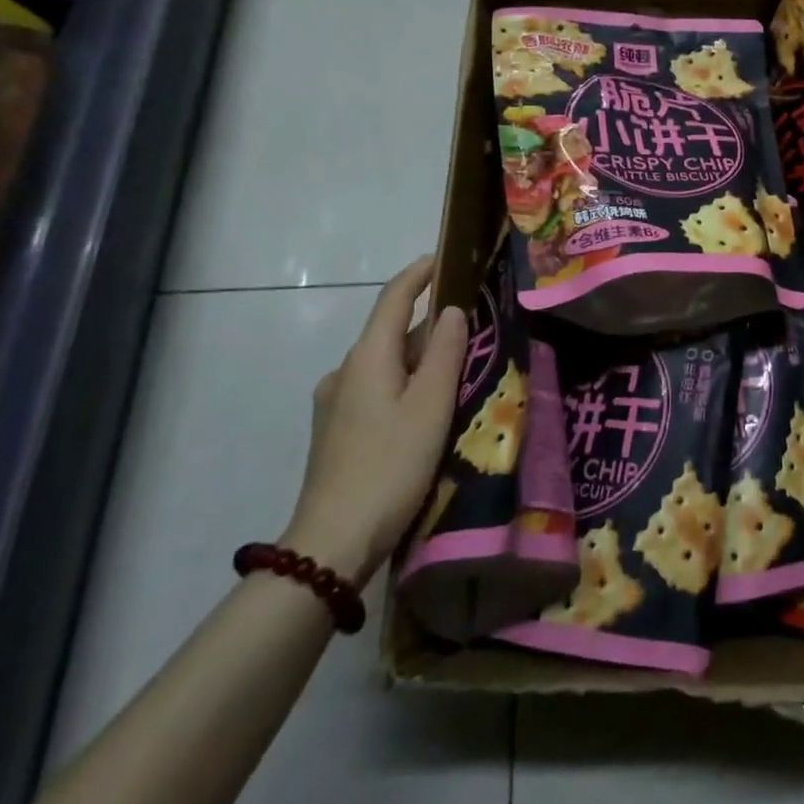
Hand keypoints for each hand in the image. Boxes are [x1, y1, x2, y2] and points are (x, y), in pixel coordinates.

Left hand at [281, 257, 466, 585]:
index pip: (393, 298)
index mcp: (367, 357)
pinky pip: (375, 389)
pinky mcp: (335, 432)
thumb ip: (444, 352)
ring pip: (384, 364)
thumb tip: (450, 311)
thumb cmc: (390, 465)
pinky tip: (425, 409)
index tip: (444, 259)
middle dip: (428, 324)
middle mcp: (345, 371)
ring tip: (456, 371)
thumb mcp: (431, 405)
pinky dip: (404, 384)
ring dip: (418, 359)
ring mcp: (334, 403)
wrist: (331, 543)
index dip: (418, 274)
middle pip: (390, 331)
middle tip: (472, 329)